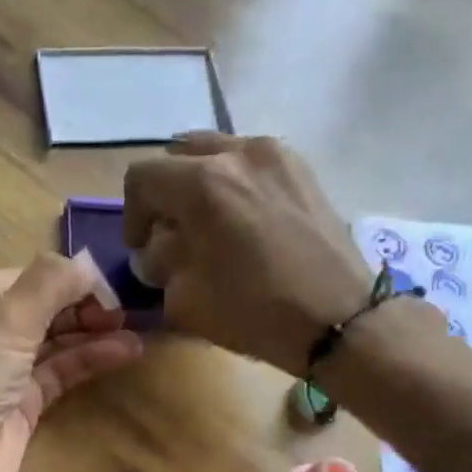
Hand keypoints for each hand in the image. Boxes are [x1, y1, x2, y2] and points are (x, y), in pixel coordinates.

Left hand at [0, 256, 141, 471]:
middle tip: (123, 313)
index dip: (67, 279)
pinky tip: (122, 352)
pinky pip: (59, 373)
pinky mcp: (21, 405)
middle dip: (82, 306)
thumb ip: (49, 284)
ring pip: (54, 342)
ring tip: (134, 332)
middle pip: (41, 308)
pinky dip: (88, 361)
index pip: (25, 278)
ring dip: (92, 334)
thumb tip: (88, 264)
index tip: (108, 288)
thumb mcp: (5, 321)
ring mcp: (2, 372)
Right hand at [123, 133, 377, 375]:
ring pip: (216, 153)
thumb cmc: (254, 312)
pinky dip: (234, 184)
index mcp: (202, 183)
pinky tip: (244, 223)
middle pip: (178, 156)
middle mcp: (237, 153)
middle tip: (172, 234)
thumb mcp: (184, 298)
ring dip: (199, 185)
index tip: (141, 248)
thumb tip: (159, 249)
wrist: (339, 319)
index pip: (142, 177)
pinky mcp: (302, 168)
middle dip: (165, 194)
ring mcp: (276, 155)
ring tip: (209, 226)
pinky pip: (251, 162)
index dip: (132, 214)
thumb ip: (160, 264)